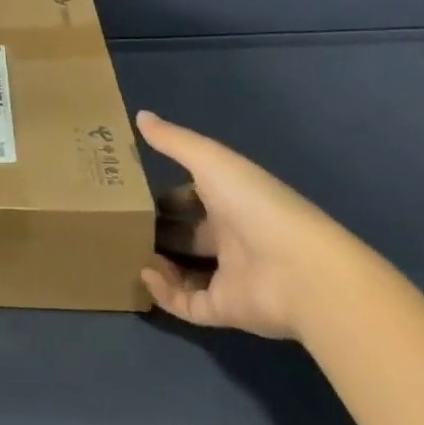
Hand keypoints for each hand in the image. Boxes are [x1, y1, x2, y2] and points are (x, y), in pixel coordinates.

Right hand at [137, 111, 363, 341]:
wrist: (302, 271)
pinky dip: (164, 294)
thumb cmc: (255, 205)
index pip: (194, 197)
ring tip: (125, 248)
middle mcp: (231, 238)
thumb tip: (140, 115)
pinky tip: (144, 274)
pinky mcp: (226, 309)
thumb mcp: (211, 161)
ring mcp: (229, 276)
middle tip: (121, 224)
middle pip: (187, 235)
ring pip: (184, 270)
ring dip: (156, 261)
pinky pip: (188, 305)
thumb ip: (174, 141)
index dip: (167, 196)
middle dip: (157, 229)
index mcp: (231, 201)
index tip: (133, 193)